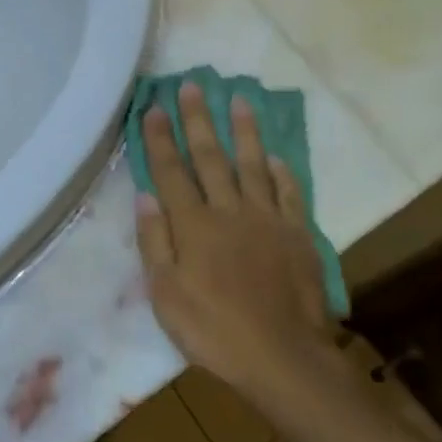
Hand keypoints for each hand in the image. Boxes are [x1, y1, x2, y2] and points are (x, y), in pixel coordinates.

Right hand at [134, 84, 334, 403]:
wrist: (283, 356)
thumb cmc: (214, 331)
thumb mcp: (166, 295)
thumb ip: (154, 241)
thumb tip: (145, 195)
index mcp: (193, 225)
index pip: (171, 172)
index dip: (160, 138)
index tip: (154, 107)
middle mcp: (228, 210)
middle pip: (210, 157)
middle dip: (198, 119)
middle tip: (191, 85)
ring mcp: (266, 219)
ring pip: (252, 165)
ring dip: (243, 131)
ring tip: (238, 100)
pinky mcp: (297, 234)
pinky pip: (288, 194)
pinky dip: (281, 173)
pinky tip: (276, 157)